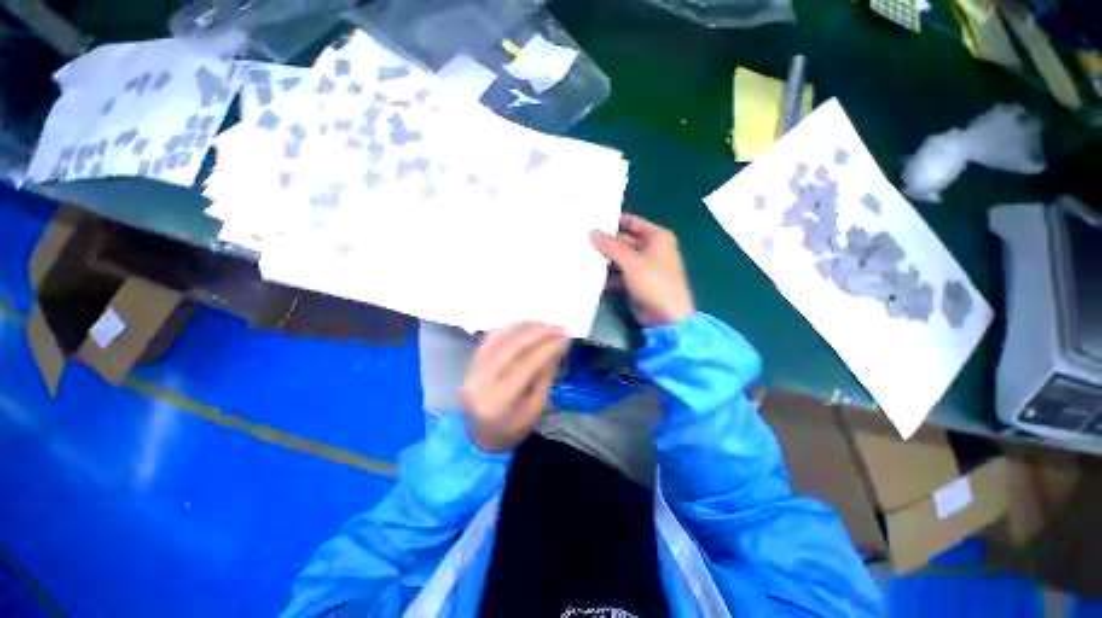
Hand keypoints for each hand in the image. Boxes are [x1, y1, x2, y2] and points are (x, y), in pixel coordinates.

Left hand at [459, 323, 567, 451]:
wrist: (476, 437)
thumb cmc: (510, 430)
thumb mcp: (534, 411)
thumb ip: (544, 378)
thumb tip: (557, 347)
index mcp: (498, 401)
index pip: (526, 365)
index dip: (548, 348)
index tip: (566, 337)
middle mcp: (481, 381)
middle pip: (512, 347)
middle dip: (539, 333)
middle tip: (559, 328)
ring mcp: (472, 369)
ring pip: (500, 337)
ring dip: (526, 327)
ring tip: (546, 325)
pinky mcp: (471, 362)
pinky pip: (491, 337)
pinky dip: (511, 328)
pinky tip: (527, 326)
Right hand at [590, 214, 695, 325]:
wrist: (666, 316)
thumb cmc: (653, 282)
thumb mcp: (631, 262)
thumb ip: (611, 246)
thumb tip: (592, 232)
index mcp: (657, 238)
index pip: (632, 222)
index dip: (614, 221)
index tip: (592, 221)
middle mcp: (652, 249)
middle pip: (625, 241)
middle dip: (606, 243)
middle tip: (582, 241)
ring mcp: (644, 267)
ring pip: (621, 258)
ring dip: (606, 260)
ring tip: (583, 256)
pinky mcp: (637, 281)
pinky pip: (621, 273)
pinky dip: (610, 275)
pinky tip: (592, 275)